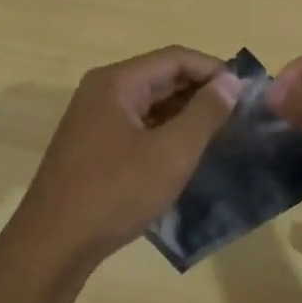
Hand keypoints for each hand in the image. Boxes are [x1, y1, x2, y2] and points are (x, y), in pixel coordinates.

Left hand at [5, 47, 241, 271]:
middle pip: (161, 77)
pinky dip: (164, 132)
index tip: (247, 92)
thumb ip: (205, 113)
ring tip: (221, 134)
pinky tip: (186, 153)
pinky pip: (137, 126)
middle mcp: (102, 92)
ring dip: (184, 114)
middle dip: (201, 92)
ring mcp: (94, 120)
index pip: (175, 58)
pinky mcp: (93, 146)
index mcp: (116, 82)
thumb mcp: (171, 153)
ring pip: (149, 104)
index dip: (214, 70)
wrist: (54, 244)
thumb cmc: (115, 193)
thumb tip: (231, 81)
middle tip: (239, 115)